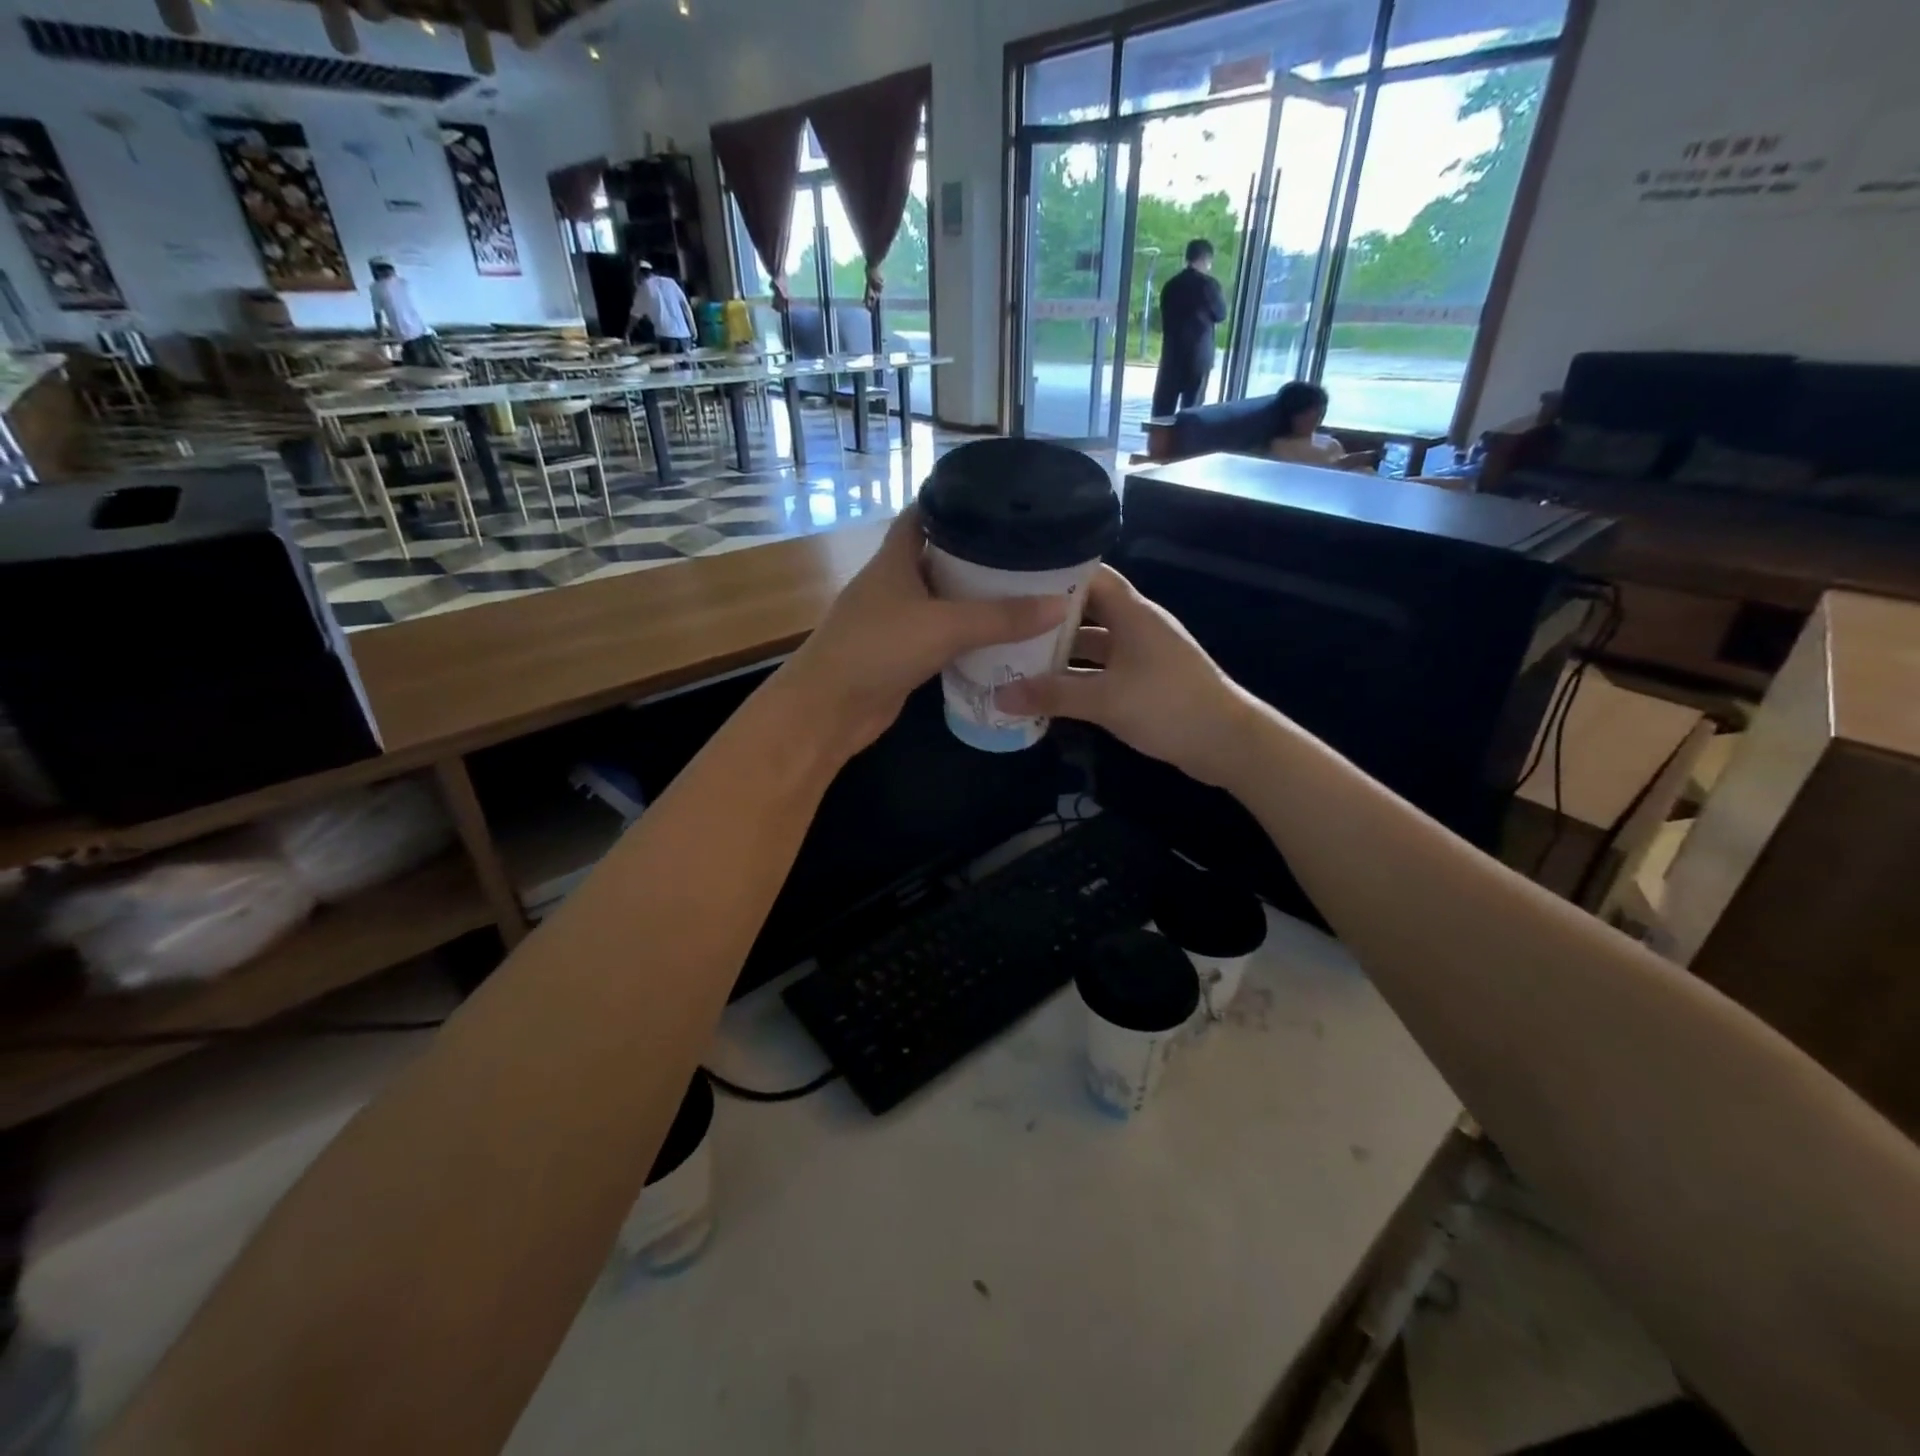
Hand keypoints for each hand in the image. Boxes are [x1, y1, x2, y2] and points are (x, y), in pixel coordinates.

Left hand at [779, 508, 1068, 755]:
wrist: (828, 710)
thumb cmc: (877, 650)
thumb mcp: (944, 626)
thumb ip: (1001, 617)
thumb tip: (1060, 605)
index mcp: (894, 558)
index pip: (925, 513)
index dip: (957, 501)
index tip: (1001, 500)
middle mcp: (894, 582)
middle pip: (940, 556)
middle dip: (980, 554)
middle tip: (1029, 551)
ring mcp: (895, 620)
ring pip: (943, 599)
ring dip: (976, 598)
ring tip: (1026, 590)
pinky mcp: (901, 654)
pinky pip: (941, 635)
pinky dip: (967, 635)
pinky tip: (1000, 637)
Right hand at [995, 566, 1256, 787]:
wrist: (1228, 742)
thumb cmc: (1168, 706)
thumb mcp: (1105, 700)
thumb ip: (1052, 695)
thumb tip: (999, 696)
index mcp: (1132, 613)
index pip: (1090, 576)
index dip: (1055, 574)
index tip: (1014, 580)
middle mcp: (1136, 626)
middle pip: (1085, 611)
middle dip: (1047, 618)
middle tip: (1005, 623)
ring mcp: (1141, 654)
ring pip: (1092, 644)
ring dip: (1060, 652)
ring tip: (1015, 657)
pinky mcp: (1144, 680)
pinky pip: (1102, 670)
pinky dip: (1077, 677)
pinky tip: (1047, 690)